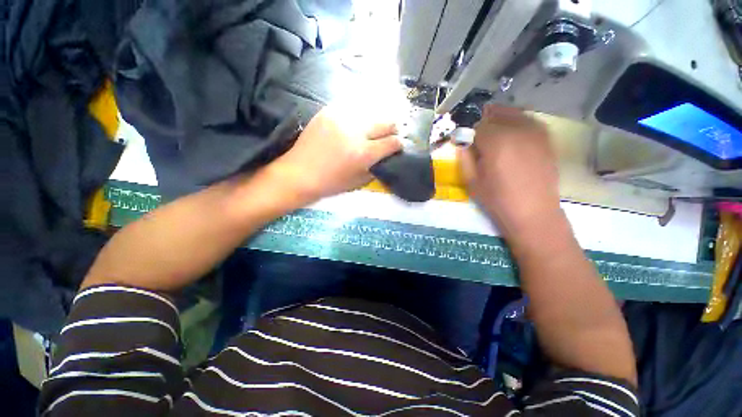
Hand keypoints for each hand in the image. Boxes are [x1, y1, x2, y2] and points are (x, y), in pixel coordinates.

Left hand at [270, 105, 401, 202]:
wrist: (300, 173)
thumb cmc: (331, 183)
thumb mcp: (359, 181)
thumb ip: (377, 166)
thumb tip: (387, 155)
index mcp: (364, 153)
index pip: (392, 142)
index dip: (399, 144)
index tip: (397, 146)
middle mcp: (356, 132)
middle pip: (386, 121)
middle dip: (393, 129)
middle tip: (389, 135)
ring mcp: (342, 118)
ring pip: (372, 111)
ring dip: (376, 121)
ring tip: (372, 129)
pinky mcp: (329, 111)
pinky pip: (353, 108)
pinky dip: (360, 116)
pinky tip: (356, 124)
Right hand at [459, 105, 560, 237]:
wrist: (533, 212)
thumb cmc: (497, 199)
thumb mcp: (472, 180)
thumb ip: (464, 156)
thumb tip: (461, 141)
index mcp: (496, 141)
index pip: (477, 125)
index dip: (469, 134)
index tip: (466, 144)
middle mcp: (517, 129)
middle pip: (495, 114)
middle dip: (483, 124)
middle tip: (479, 139)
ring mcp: (536, 131)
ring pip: (512, 114)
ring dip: (499, 121)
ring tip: (494, 137)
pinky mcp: (546, 137)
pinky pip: (527, 120)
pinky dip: (515, 124)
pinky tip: (511, 139)